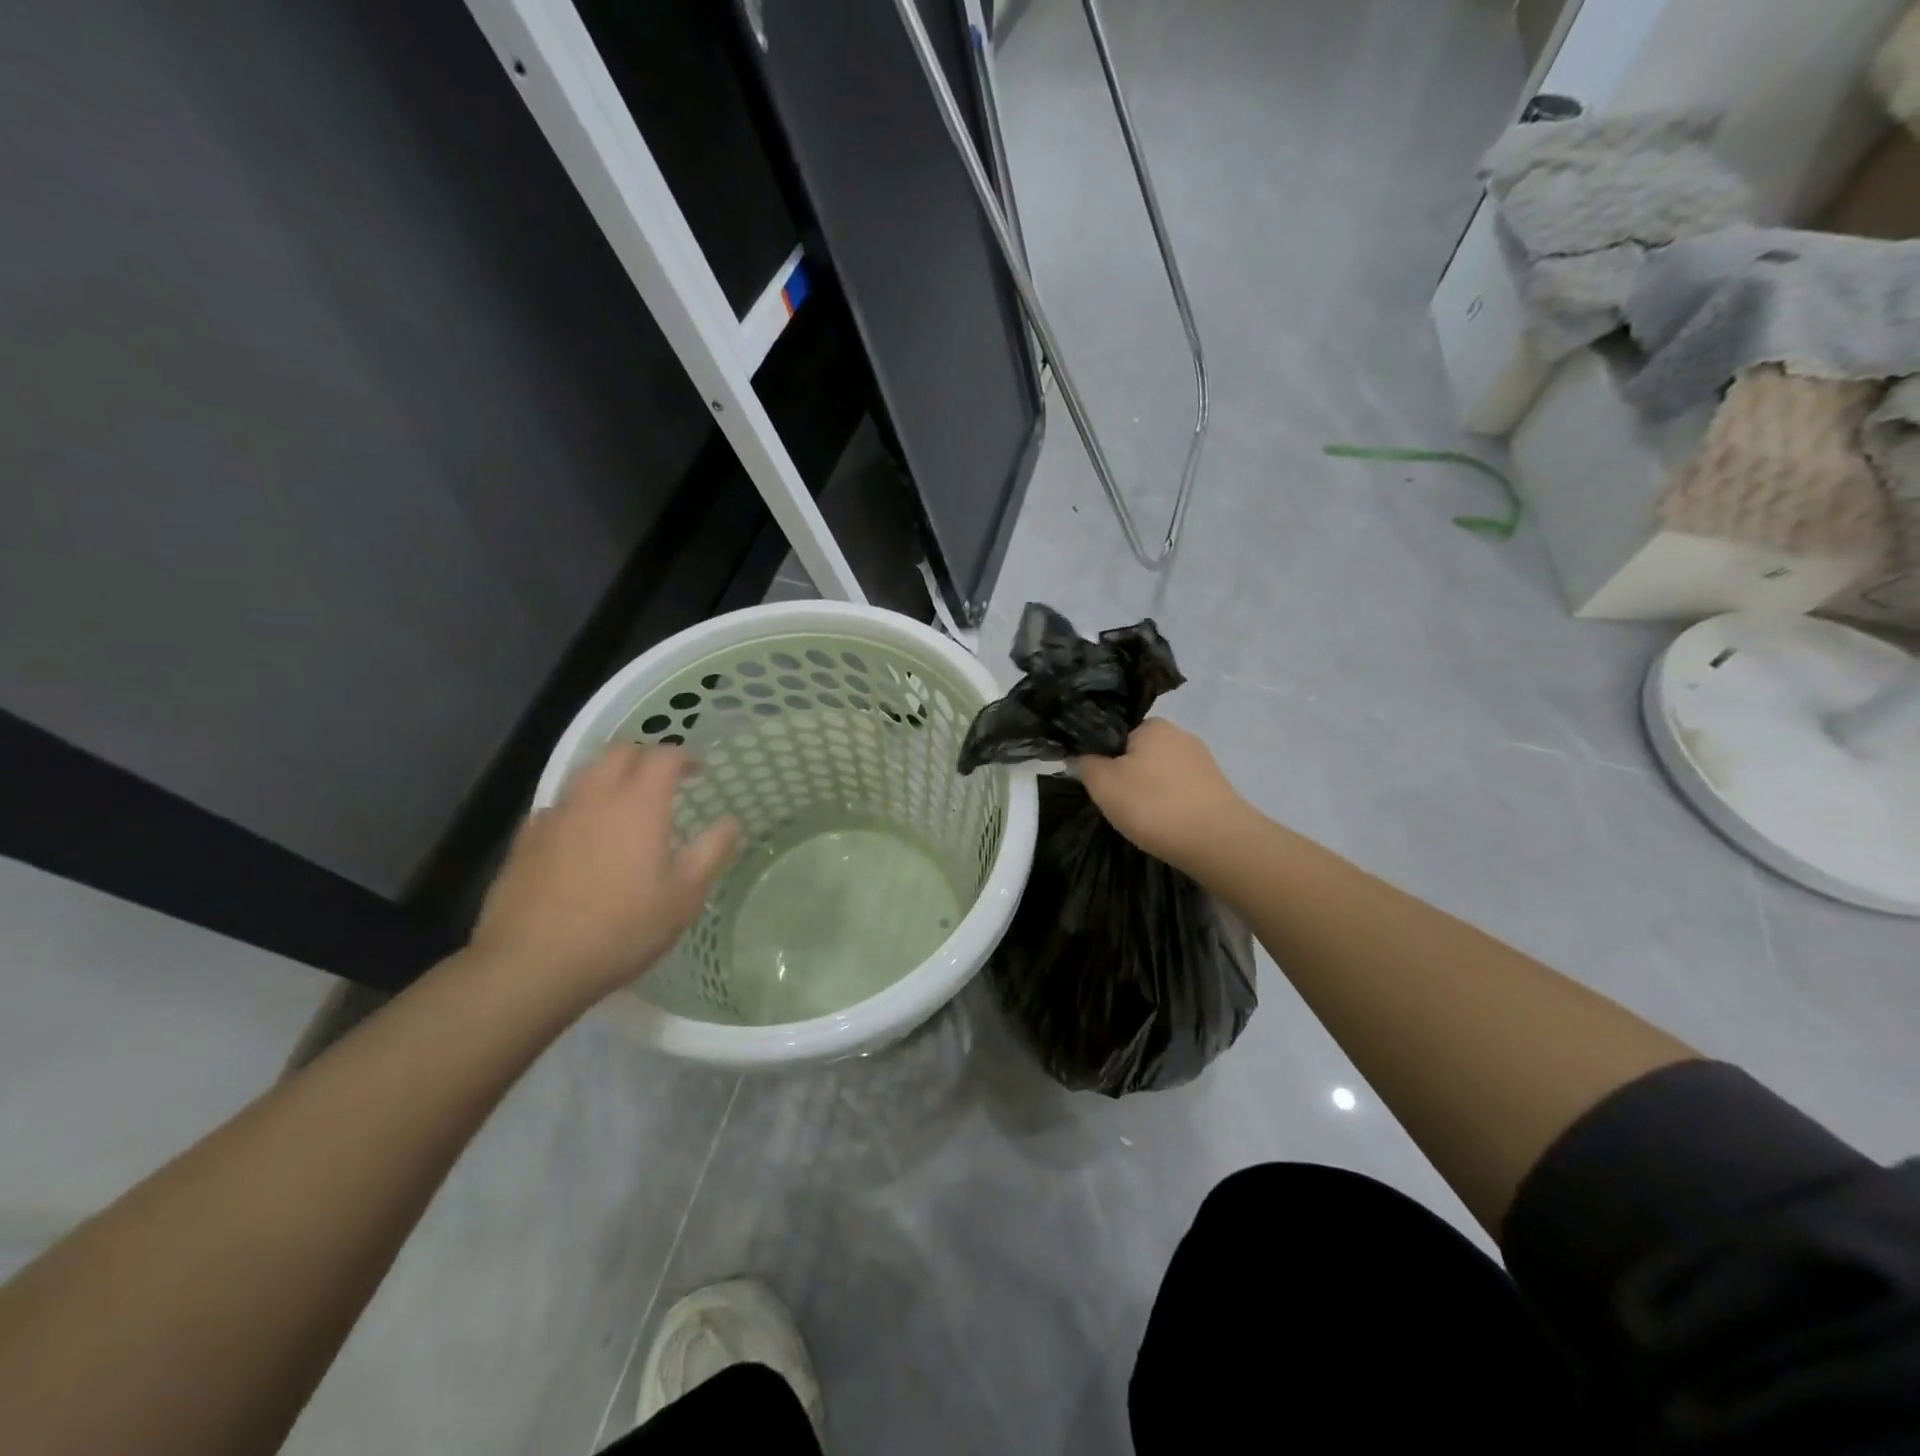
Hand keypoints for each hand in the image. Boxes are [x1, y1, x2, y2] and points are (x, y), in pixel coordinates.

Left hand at [470, 745, 738, 1006]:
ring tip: (625, 802)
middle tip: (663, 779)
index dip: (684, 756)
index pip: (663, 756)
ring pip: (584, 774)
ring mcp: (555, 817)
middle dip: (644, 756)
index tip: (699, 769)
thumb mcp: (685, 896)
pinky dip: (578, 807)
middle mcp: (595, 797)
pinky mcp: (525, 841)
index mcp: (639, 804)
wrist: (532, 964)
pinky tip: (582, 835)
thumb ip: (711, 852)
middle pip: (619, 753)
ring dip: (609, 776)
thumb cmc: (622, 928)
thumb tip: (731, 823)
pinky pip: (557, 807)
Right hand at [1074, 719, 1245, 871]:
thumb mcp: (1102, 783)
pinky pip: (1180, 791)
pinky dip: (1168, 805)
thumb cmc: (1153, 805)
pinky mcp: (1216, 788)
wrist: (1218, 842)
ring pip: (1160, 774)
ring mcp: (1202, 762)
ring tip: (1142, 820)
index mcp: (1153, 725)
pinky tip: (1165, 825)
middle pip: (1138, 754)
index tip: (1097, 785)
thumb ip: (1085, 763)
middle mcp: (1181, 735)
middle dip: (1126, 776)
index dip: (1101, 758)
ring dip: (1148, 793)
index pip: (1115, 734)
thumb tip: (1080, 755)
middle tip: (1117, 805)